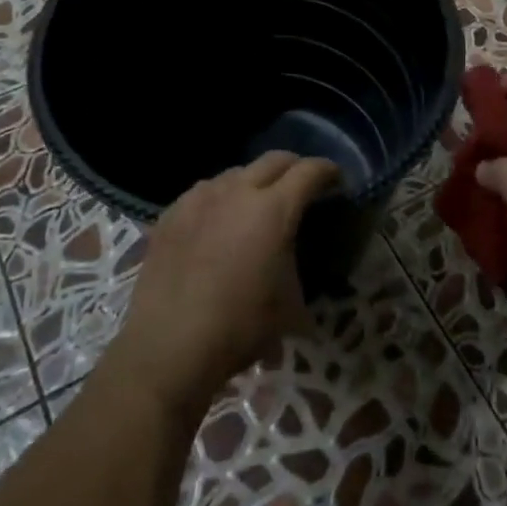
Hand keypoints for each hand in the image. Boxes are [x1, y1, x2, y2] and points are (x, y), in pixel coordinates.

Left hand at [111, 152, 338, 410]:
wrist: (170, 345)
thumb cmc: (240, 326)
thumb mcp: (290, 307)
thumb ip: (299, 275)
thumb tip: (301, 284)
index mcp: (274, 209)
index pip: (310, 171)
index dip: (328, 171)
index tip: (336, 179)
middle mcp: (238, 192)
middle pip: (273, 160)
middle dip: (293, 167)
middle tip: (301, 185)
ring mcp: (200, 198)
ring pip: (234, 174)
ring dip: (252, 183)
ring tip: (254, 205)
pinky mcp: (170, 214)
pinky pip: (203, 193)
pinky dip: (218, 200)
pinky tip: (215, 223)